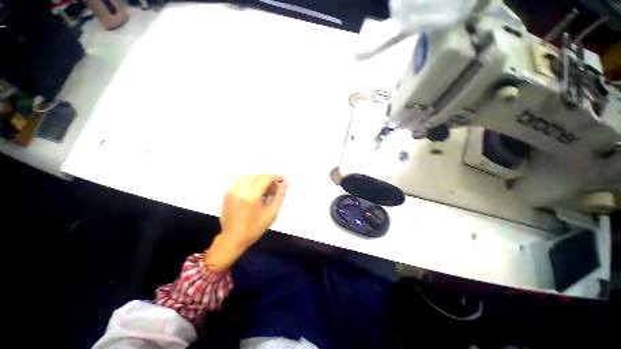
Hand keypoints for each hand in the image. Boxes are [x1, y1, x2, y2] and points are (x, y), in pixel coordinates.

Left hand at [206, 174, 287, 270]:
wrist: (232, 239)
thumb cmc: (254, 228)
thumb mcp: (272, 213)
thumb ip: (279, 196)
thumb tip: (285, 183)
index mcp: (252, 195)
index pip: (266, 177)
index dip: (276, 177)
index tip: (283, 180)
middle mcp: (240, 189)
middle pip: (258, 175)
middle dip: (269, 178)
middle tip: (274, 188)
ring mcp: (232, 190)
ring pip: (249, 175)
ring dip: (260, 179)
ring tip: (265, 189)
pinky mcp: (228, 192)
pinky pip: (242, 180)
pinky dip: (251, 181)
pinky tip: (255, 191)